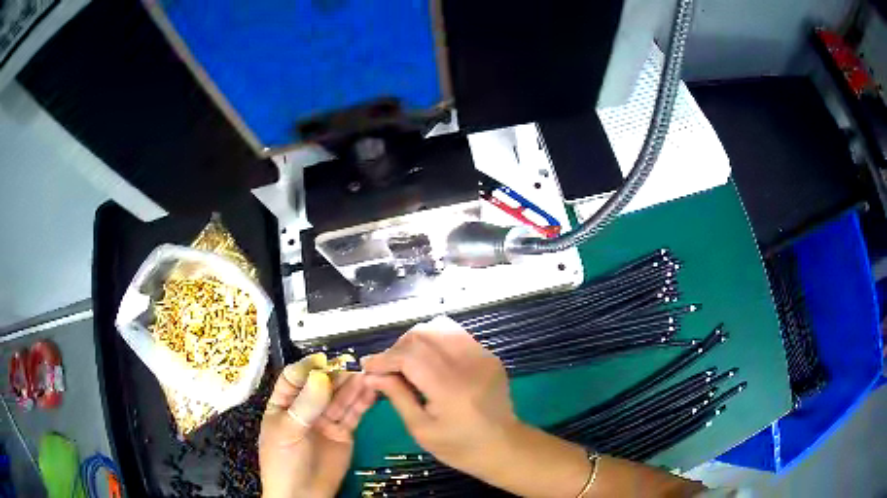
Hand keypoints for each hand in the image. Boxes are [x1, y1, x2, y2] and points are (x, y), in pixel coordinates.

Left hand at [259, 353, 375, 497]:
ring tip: (368, 373)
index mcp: (283, 403)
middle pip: (321, 385)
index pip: (294, 378)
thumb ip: (305, 405)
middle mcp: (305, 407)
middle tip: (355, 364)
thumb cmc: (283, 462)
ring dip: (353, 385)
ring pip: (340, 398)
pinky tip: (371, 390)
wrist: (302, 496)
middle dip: (336, 374)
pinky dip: (362, 402)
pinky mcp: (343, 432)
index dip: (308, 368)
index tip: (324, 361)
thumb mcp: (287, 431)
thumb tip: (321, 376)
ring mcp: (325, 420)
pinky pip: (353, 414)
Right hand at [361, 316, 518, 474]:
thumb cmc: (459, 447)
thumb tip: (371, 375)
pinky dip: (435, 341)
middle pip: (423, 335)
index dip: (383, 358)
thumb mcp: (421, 430)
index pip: (409, 356)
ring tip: (407, 362)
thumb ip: (397, 397)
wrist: (504, 446)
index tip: (367, 366)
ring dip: (416, 340)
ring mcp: (482, 356)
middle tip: (387, 368)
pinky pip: (456, 334)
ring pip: (439, 327)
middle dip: (397, 348)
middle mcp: (468, 365)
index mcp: (450, 389)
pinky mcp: (489, 355)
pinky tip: (430, 361)